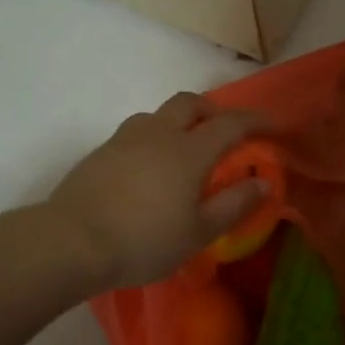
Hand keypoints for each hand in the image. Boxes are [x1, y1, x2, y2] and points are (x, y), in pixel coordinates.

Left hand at [49, 92, 267, 289]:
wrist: (71, 242)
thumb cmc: (144, 240)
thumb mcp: (199, 232)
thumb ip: (234, 204)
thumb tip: (263, 182)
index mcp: (189, 150)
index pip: (231, 123)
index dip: (256, 120)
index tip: (273, 125)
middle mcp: (159, 133)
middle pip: (190, 103)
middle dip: (213, 111)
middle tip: (225, 132)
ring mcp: (125, 139)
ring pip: (158, 114)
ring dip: (179, 122)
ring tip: (184, 150)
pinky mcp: (100, 152)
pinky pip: (135, 133)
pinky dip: (153, 139)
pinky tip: (149, 169)